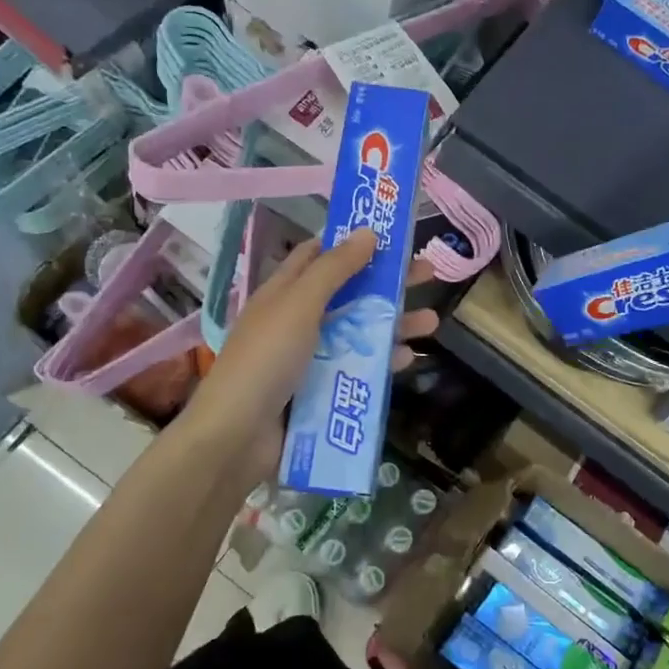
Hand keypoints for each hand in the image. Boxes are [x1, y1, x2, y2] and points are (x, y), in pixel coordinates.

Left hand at [183, 229, 438, 481]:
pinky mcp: (321, 391)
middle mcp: (298, 320)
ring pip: (359, 332)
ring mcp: (309, 358)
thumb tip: (368, 232)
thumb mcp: (300, 304)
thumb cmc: (266, 359)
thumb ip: (335, 269)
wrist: (236, 436)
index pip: (319, 255)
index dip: (352, 241)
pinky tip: (408, 359)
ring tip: (431, 322)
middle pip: (349, 292)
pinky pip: (357, 370)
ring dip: (394, 324)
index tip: (391, 235)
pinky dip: (382, 362)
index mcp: (285, 293)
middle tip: (428, 274)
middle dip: (387, 282)